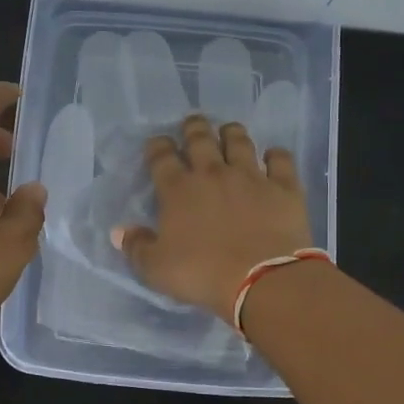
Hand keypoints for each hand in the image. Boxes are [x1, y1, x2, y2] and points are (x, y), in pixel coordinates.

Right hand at [114, 114, 313, 321]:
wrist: (261, 280)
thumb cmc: (202, 274)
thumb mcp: (156, 269)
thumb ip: (136, 247)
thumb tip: (120, 231)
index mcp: (178, 190)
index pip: (162, 158)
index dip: (157, 147)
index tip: (157, 144)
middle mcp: (213, 174)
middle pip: (200, 140)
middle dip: (193, 128)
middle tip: (192, 123)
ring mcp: (251, 177)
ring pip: (239, 142)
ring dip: (231, 133)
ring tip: (228, 129)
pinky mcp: (283, 187)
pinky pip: (280, 160)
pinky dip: (275, 155)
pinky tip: (273, 156)